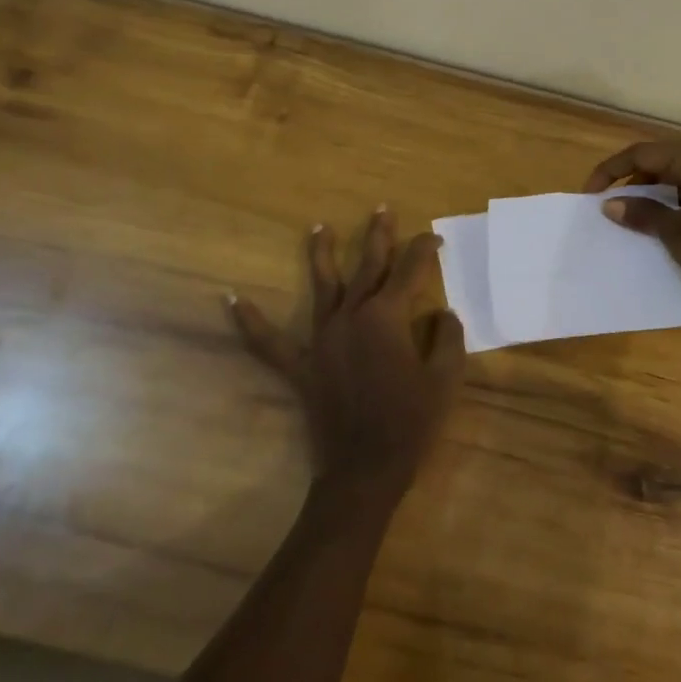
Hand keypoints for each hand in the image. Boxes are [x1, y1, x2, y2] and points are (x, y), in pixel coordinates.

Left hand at [228, 208, 465, 505]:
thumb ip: (448, 339)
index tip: (434, 239)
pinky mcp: (302, 366)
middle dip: (378, 237)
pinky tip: (232, 300)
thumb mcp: (445, 380)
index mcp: (387, 317)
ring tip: (319, 228)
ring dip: (322, 255)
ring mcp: (322, 340)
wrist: (365, 471)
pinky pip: (270, 342)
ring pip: (322, 287)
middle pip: (367, 268)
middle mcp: (351, 317)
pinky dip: (251, 322)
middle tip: (382, 210)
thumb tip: (443, 314)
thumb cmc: (410, 424)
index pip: (409, 271)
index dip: (424, 251)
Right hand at [585, 140, 680, 303]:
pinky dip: (670, 198)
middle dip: (630, 179)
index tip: (590, 193)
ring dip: (650, 190)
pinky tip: (659, 220)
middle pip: (659, 159)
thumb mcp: (673, 232)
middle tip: (609, 202)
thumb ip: (640, 212)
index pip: (642, 153)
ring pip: (675, 173)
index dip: (611, 170)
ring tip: (630, 213)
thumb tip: (609, 204)